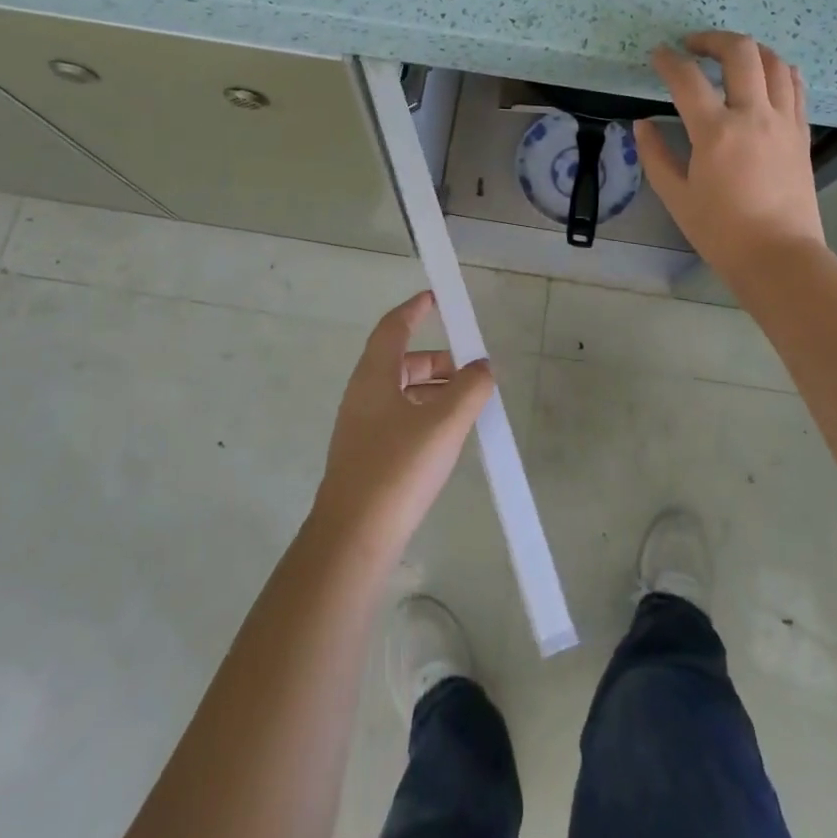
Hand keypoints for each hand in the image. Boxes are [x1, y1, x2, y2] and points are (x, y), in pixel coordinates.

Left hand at [311, 292, 494, 553]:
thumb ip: (469, 389)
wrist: (353, 539)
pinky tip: (446, 436)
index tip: (435, 298)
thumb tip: (483, 367)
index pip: (393, 328)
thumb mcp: (444, 424)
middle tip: (470, 369)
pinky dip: (424, 413)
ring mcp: (361, 427)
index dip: (414, 309)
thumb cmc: (397, 469)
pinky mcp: (366, 456)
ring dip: (433, 389)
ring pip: (400, 392)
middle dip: (436, 359)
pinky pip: (399, 418)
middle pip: (400, 361)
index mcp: (374, 376)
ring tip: (467, 403)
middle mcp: (363, 395)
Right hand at [634, 31, 827, 282]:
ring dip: (749, 49)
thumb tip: (642, 124)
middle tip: (693, 46)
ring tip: (729, 57)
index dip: (667, 60)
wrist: (779, 257)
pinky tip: (763, 76)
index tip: (657, 55)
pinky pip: (795, 85)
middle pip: (741, 52)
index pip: (687, 78)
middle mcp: (754, 115)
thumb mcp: (676, 197)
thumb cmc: (721, 232)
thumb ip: (655, 155)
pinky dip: (777, 69)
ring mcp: (784, 121)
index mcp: (716, 132)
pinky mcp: (801, 132)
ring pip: (774, 61)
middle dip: (713, 39)